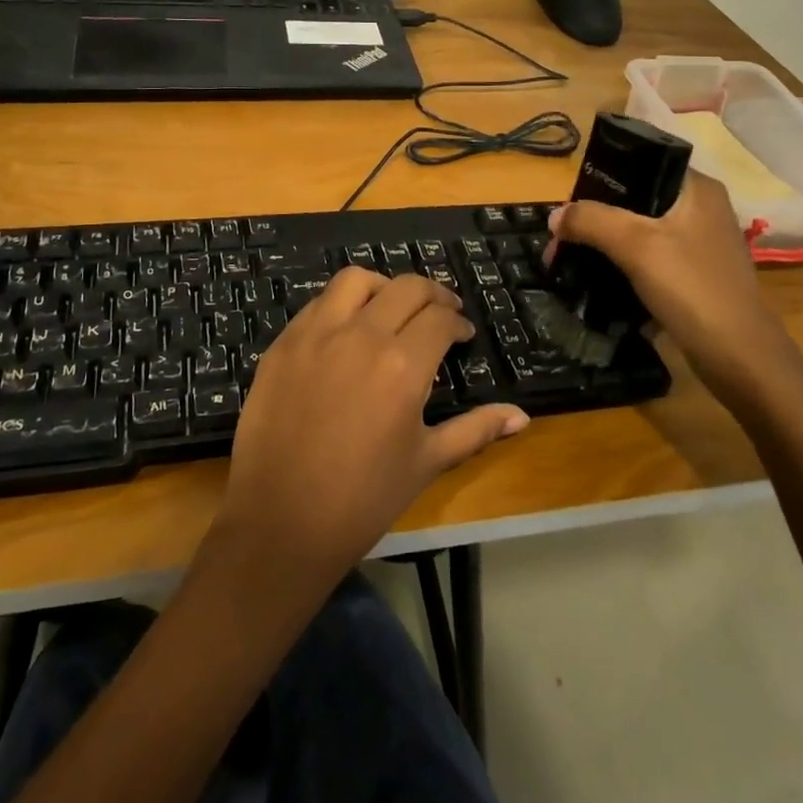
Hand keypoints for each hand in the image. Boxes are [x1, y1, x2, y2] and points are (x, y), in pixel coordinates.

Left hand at [214, 269, 528, 584]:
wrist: (281, 522)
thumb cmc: (363, 499)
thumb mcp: (427, 462)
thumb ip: (475, 429)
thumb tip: (521, 417)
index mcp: (403, 366)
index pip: (441, 319)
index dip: (458, 322)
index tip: (462, 335)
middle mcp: (361, 336)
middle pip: (406, 288)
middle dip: (433, 295)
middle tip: (440, 313)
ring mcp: (315, 335)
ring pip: (356, 280)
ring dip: (383, 287)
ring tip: (392, 308)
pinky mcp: (282, 344)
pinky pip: (317, 304)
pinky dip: (341, 305)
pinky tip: (348, 330)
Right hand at [546, 168, 802, 417]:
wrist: (740, 358)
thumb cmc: (691, 288)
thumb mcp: (635, 245)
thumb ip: (591, 221)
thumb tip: (554, 216)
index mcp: (696, 188)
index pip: (639, 164)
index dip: (598, 181)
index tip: (568, 207)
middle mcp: (701, 209)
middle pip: (634, 201)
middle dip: (594, 220)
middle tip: (561, 242)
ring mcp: (700, 244)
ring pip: (639, 232)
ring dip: (605, 245)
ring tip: (571, 261)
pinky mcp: (695, 275)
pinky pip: (649, 259)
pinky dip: (623, 266)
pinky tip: (598, 280)